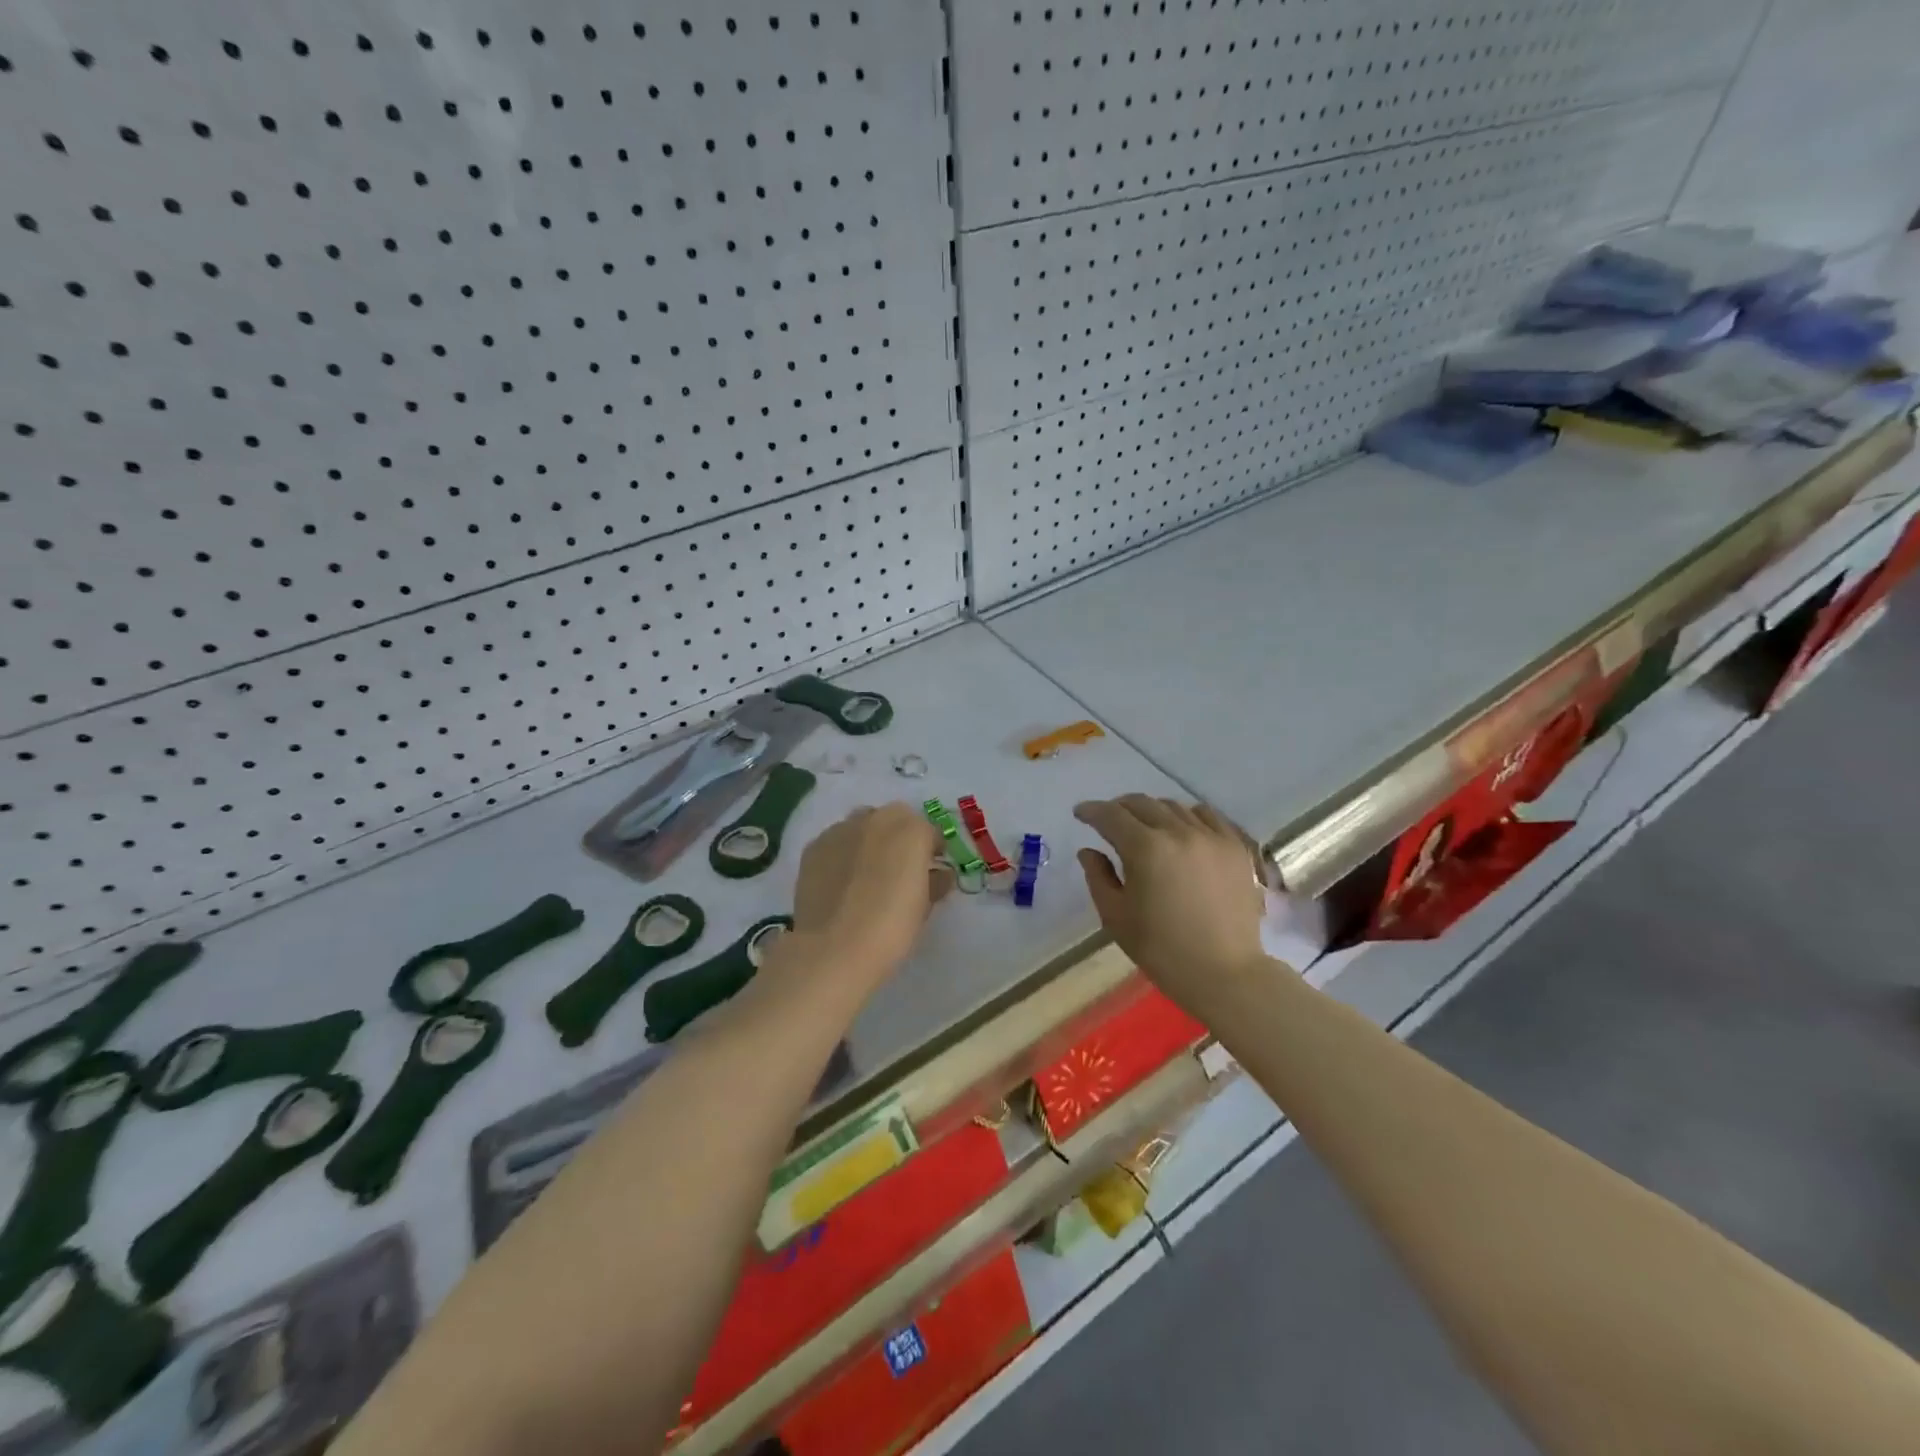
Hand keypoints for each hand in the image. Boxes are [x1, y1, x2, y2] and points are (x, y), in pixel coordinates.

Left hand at [788, 804, 947, 990]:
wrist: (834, 948)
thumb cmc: (892, 928)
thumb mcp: (924, 908)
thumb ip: (934, 882)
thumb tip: (937, 875)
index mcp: (911, 831)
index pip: (929, 832)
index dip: (931, 851)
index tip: (931, 871)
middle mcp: (876, 819)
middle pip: (894, 821)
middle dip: (899, 840)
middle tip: (898, 872)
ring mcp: (841, 830)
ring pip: (862, 827)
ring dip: (869, 843)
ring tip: (866, 876)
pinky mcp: (814, 847)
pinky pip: (836, 842)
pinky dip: (842, 855)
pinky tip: (841, 883)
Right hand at [1074, 795, 1266, 999]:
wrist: (1224, 973)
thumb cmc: (1162, 949)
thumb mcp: (1116, 917)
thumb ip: (1098, 877)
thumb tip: (1089, 851)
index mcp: (1145, 849)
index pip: (1111, 816)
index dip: (1091, 811)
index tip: (1080, 813)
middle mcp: (1179, 832)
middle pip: (1142, 804)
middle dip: (1119, 808)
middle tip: (1108, 819)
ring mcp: (1212, 837)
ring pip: (1174, 807)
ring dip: (1152, 811)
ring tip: (1145, 825)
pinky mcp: (1235, 847)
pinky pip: (1208, 816)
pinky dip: (1188, 816)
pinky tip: (1182, 829)